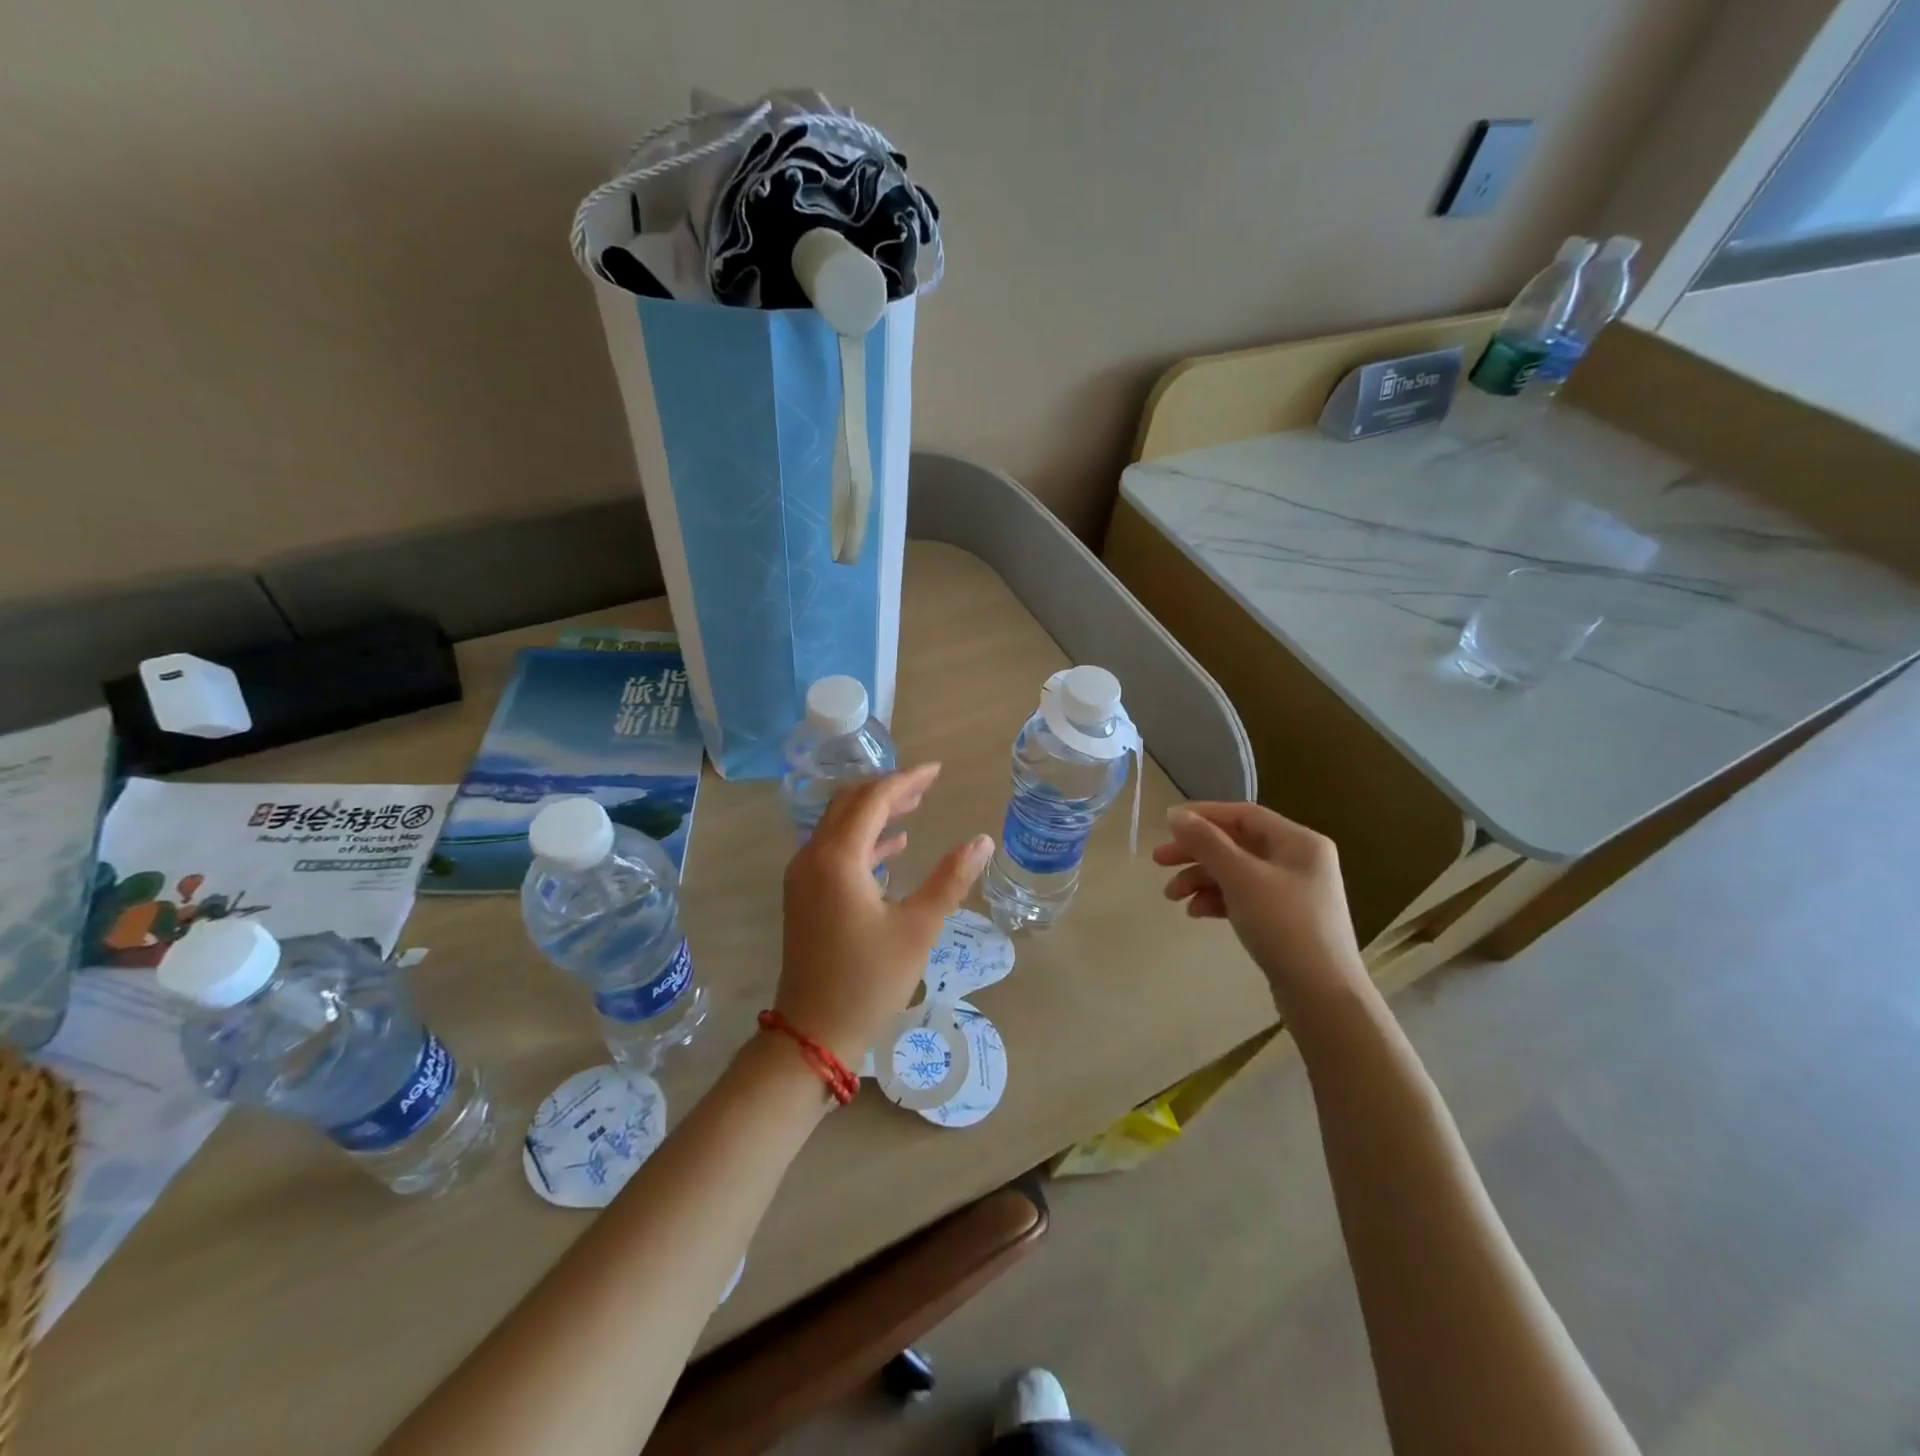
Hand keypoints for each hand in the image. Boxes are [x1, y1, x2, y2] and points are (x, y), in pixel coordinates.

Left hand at [776, 763, 994, 1067]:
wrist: (813, 1033)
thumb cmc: (868, 980)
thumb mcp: (918, 928)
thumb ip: (950, 879)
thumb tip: (983, 841)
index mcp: (837, 858)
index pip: (872, 800)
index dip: (906, 780)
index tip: (937, 771)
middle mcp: (812, 857)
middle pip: (850, 804)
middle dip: (889, 790)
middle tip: (927, 785)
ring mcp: (802, 877)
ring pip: (839, 825)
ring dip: (875, 812)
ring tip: (915, 806)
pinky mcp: (804, 896)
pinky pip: (834, 850)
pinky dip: (864, 840)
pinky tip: (894, 846)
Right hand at [1154, 802, 1366, 1017]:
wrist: (1322, 996)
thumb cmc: (1284, 925)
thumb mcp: (1241, 878)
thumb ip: (1207, 843)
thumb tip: (1175, 815)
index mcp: (1299, 841)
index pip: (1243, 814)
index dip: (1203, 815)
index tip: (1166, 825)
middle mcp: (1299, 860)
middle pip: (1236, 844)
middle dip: (1196, 852)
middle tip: (1159, 861)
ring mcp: (1293, 892)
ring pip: (1236, 872)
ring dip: (1201, 879)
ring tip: (1172, 896)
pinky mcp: (1284, 920)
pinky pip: (1243, 897)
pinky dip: (1217, 900)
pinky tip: (1196, 913)